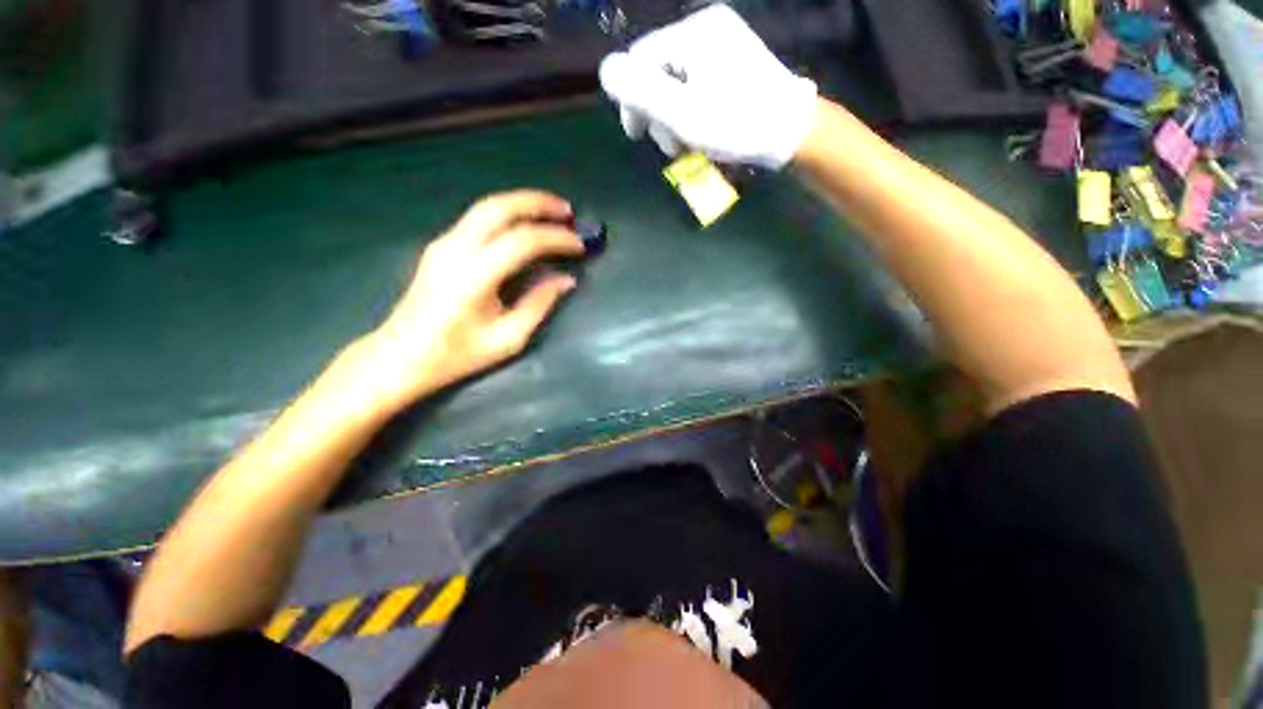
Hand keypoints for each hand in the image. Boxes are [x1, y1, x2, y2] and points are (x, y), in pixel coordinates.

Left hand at [358, 190, 583, 411]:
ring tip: (552, 212)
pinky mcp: (440, 246)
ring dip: (522, 203)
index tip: (580, 246)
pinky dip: (507, 214)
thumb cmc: (457, 354)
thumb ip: (539, 304)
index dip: (556, 239)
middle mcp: (456, 249)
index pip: (523, 241)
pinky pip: (478, 218)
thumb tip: (567, 280)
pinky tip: (524, 225)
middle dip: (538, 203)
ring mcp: (444, 243)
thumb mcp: (508, 338)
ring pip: (487, 206)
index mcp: (474, 275)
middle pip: (500, 207)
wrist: (401, 355)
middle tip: (568, 211)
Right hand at [598, 4, 817, 169]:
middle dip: (658, 114)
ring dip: (675, 118)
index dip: (631, 99)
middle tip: (672, 148)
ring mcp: (723, 43)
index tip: (636, 135)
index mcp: (692, 33)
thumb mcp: (683, 114)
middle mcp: (706, 28)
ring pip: (677, 82)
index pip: (640, 60)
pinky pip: (696, 84)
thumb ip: (642, 92)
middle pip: (659, 72)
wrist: (792, 131)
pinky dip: (693, 111)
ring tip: (689, 146)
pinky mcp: (733, 61)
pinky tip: (702, 132)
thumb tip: (605, 71)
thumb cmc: (737, 125)